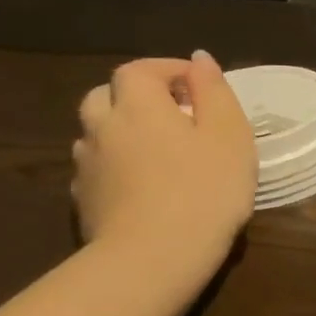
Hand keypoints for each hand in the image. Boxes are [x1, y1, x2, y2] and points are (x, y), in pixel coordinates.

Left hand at [73, 52, 255, 286]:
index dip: (167, 69)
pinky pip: (97, 167)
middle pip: (106, 95)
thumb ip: (214, 91)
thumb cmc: (206, 188)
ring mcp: (88, 165)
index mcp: (139, 106)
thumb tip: (199, 60)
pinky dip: (116, 163)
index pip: (139, 70)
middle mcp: (103, 127)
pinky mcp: (84, 199)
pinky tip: (142, 182)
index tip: (199, 84)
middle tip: (176, 114)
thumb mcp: (230, 134)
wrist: (154, 256)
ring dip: (123, 129)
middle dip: (137, 96)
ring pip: (97, 131)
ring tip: (160, 149)